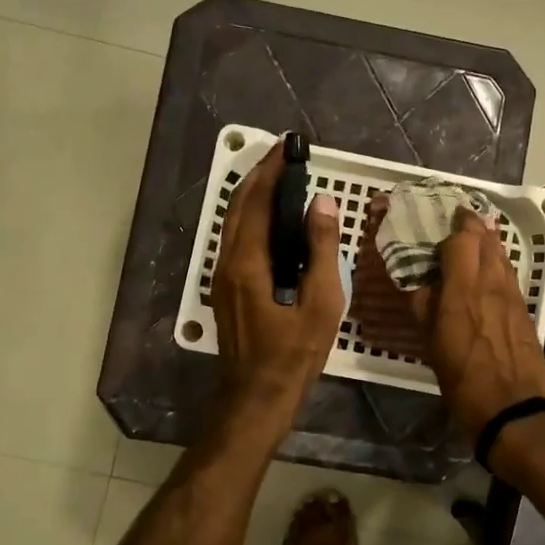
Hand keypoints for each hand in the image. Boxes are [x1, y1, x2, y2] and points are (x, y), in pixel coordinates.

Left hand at [210, 145, 345, 423]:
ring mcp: (222, 277)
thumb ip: (321, 250)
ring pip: (234, 222)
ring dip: (254, 196)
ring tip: (281, 180)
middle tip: (285, 156)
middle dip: (259, 176)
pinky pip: (237, 240)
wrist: (256, 397)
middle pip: (239, 206)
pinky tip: (274, 222)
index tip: (289, 147)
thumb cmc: (294, 354)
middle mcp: (227, 262)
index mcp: (248, 262)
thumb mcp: (321, 303)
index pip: (258, 202)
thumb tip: (321, 203)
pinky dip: (253, 219)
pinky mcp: (226, 289)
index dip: (273, 171)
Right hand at [408, 208, 544, 442]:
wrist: (513, 409)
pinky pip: (510, 275)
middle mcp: (491, 284)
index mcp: (463, 290)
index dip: (453, 226)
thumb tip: (418, 284)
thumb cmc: (463, 380)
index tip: (442, 220)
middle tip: (458, 222)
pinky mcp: (525, 310)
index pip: (462, 239)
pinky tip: (490, 273)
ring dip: (488, 242)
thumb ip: (424, 307)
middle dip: (472, 226)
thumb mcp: (432, 345)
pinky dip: (499, 265)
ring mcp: (513, 296)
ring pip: (502, 255)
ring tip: (475, 240)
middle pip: (486, 239)